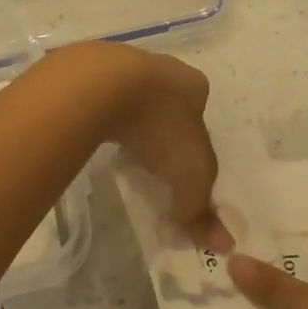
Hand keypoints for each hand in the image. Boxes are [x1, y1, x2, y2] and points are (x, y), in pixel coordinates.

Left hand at [57, 44, 224, 248]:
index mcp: (192, 84)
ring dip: (128, 120)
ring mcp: (120, 65)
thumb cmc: (159, 126)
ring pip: (130, 97)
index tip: (181, 162)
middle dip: (160, 128)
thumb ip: (201, 208)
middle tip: (151, 158)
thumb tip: (221, 244)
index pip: (200, 108)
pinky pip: (97, 98)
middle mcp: (160, 67)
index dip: (194, 137)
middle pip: (165, 101)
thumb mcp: (190, 175)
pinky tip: (92, 134)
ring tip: (121, 148)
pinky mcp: (86, 71)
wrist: (101, 86)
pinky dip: (98, 115)